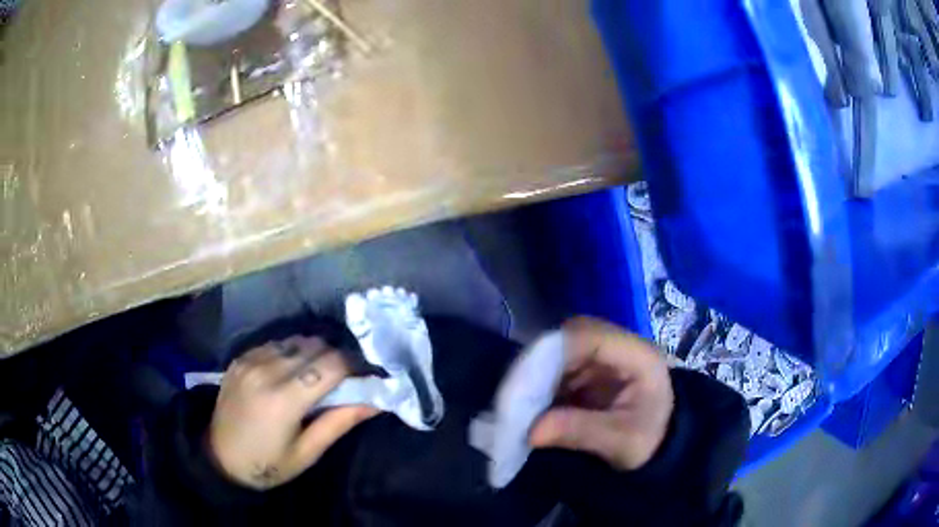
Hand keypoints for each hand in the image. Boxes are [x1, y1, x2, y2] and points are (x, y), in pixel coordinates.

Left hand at [208, 336, 378, 489]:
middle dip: (336, 357)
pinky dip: (290, 352)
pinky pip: (274, 344)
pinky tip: (289, 372)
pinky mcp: (240, 358)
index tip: (365, 376)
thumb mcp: (307, 453)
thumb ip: (339, 423)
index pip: (331, 364)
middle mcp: (266, 371)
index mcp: (284, 399)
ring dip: (313, 352)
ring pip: (295, 340)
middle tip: (344, 379)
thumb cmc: (267, 464)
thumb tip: (375, 402)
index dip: (354, 365)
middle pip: (315, 346)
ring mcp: (249, 361)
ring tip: (316, 374)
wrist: (218, 458)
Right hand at [529, 317, 673, 470]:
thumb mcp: (622, 443)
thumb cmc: (650, 441)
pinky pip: (555, 368)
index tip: (523, 384)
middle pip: (569, 338)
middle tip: (513, 397)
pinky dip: (538, 386)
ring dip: (534, 376)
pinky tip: (527, 406)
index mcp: (638, 355)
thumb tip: (531, 431)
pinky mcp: (588, 369)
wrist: (661, 445)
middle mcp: (618, 346)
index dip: (552, 353)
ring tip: (516, 405)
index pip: (590, 335)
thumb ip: (581, 432)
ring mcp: (601, 356)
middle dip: (537, 366)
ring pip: (557, 351)